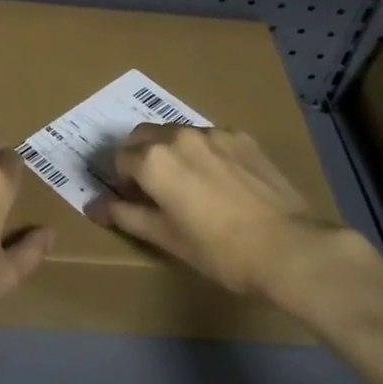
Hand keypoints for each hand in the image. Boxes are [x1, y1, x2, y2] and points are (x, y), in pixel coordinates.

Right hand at [89, 124, 376, 301]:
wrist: (288, 247)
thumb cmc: (218, 250)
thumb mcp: (165, 238)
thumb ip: (126, 215)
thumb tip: (94, 207)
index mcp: (153, 160)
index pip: (119, 158)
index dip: (122, 181)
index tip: (134, 201)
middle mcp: (179, 135)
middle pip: (144, 136)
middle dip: (140, 157)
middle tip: (155, 190)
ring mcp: (214, 133)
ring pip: (177, 133)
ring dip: (172, 151)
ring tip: (191, 185)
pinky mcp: (243, 137)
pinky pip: (210, 138)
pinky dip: (203, 152)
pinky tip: (221, 181)